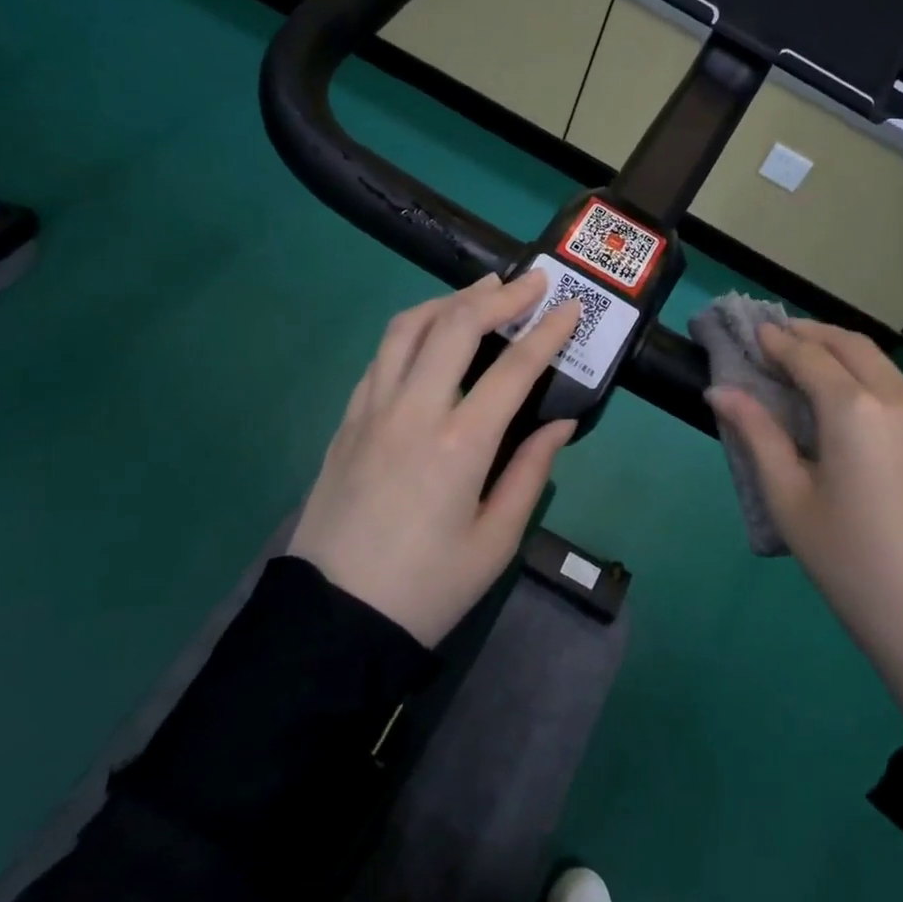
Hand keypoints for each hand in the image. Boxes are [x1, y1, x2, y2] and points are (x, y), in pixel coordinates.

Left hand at [289, 271, 580, 646]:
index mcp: (459, 445)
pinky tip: (431, 335)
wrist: (332, 621)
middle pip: (454, 326)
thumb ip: (530, 472)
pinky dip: (413, 330)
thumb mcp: (495, 541)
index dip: (547, 332)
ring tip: (481, 291)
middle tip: (531, 280)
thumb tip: (560, 422)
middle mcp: (412, 412)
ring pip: (407, 329)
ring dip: (449, 300)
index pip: (513, 369)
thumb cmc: (427, 589)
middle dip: (498, 295)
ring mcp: (371, 411)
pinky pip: (381, 357)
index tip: (570, 307)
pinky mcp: (347, 421)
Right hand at [707, 321, 902, 746]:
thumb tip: (719, 392)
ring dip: (838, 350)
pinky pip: (896, 385)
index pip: (808, 354)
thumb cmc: (849, 562)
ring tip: (803, 361)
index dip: (776, 340)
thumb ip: (756, 434)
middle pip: (848, 344)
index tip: (750, 332)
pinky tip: (843, 395)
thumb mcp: (789, 499)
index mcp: (855, 409)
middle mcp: (897, 396)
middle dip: (809, 334)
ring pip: (878, 360)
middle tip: (774, 339)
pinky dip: (864, 373)